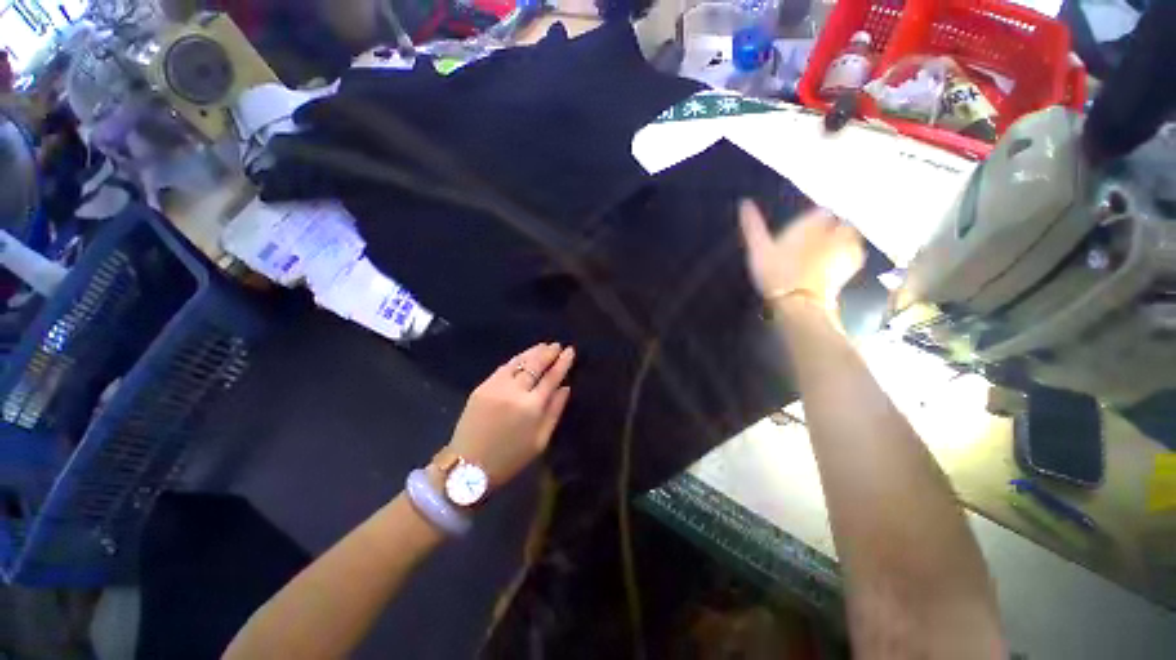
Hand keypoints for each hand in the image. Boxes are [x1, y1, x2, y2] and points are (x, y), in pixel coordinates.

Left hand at [444, 343, 574, 488]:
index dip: (562, 362)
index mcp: (532, 407)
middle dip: (548, 353)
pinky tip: (524, 356)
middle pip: (535, 365)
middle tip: (557, 345)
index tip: (570, 350)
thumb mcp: (540, 441)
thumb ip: (555, 411)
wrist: (468, 466)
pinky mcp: (482, 387)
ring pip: (518, 362)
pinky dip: (516, 359)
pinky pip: (503, 368)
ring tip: (544, 345)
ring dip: (533, 352)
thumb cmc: (510, 458)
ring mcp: (496, 387)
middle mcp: (515, 392)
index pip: (552, 377)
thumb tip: (565, 387)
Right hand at [739, 201, 864, 308]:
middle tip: (814, 241)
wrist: (799, 302)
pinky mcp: (851, 266)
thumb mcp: (758, 248)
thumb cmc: (776, 272)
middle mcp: (835, 229)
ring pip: (849, 236)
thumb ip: (753, 225)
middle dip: (831, 228)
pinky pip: (852, 253)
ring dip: (841, 240)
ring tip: (825, 252)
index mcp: (813, 222)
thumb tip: (743, 202)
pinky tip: (833, 264)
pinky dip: (846, 254)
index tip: (804, 230)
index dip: (812, 219)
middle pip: (839, 222)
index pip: (820, 211)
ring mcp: (847, 248)